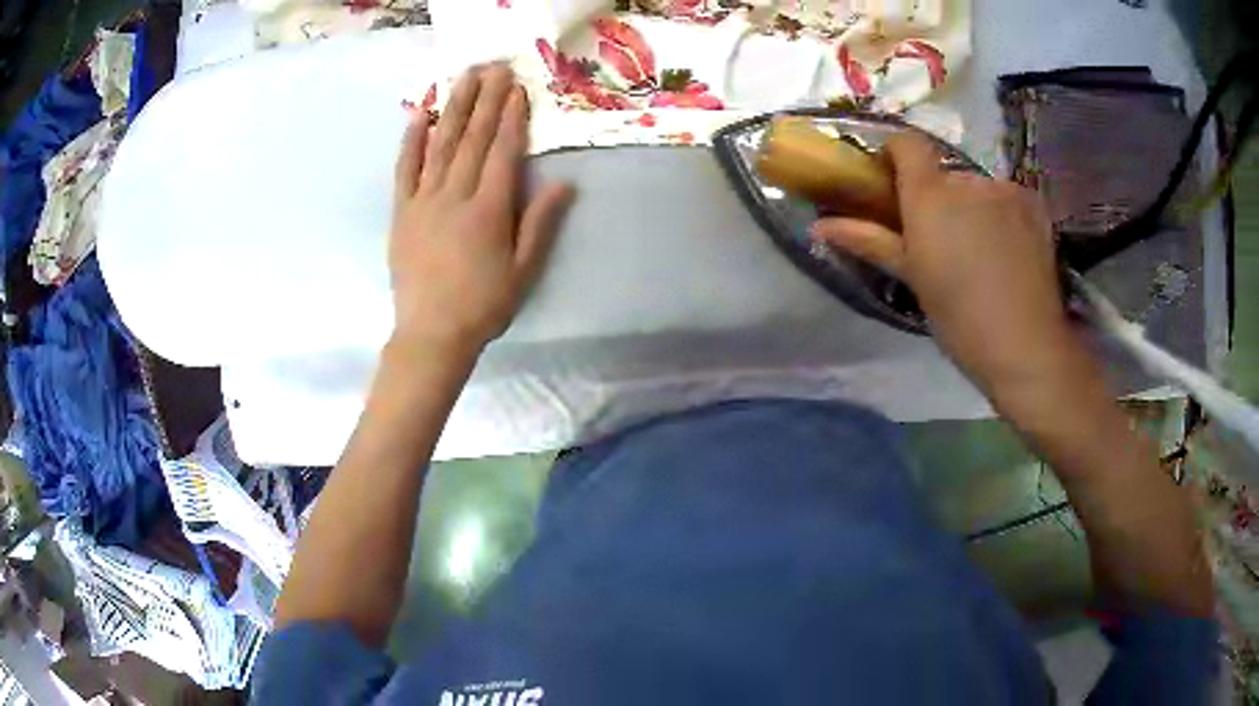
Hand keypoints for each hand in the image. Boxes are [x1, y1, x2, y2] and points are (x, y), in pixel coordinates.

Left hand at [389, 64, 573, 352]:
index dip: (511, 117)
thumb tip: (564, 182)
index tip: (517, 88)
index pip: (502, 152)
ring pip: (440, 145)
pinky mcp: (402, 212)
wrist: (431, 334)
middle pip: (472, 138)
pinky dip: (411, 141)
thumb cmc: (483, 305)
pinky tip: (418, 116)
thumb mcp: (524, 270)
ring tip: (464, 78)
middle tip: (494, 67)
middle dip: (485, 100)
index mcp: (488, 210)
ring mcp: (424, 201)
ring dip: (453, 108)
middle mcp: (455, 196)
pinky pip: (405, 169)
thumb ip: (540, 223)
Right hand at [811, 134, 1084, 404]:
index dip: (896, 156)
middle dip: (939, 197)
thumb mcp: (912, 277)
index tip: (893, 186)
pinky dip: (1002, 215)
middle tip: (942, 240)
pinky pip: (1007, 198)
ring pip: (977, 188)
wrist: (1025, 345)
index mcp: (931, 194)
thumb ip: (869, 240)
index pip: (906, 143)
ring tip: (981, 253)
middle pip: (944, 173)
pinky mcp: (1034, 205)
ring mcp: (1006, 190)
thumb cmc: (959, 317)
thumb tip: (819, 226)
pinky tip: (1009, 251)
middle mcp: (967, 180)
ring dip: (972, 208)